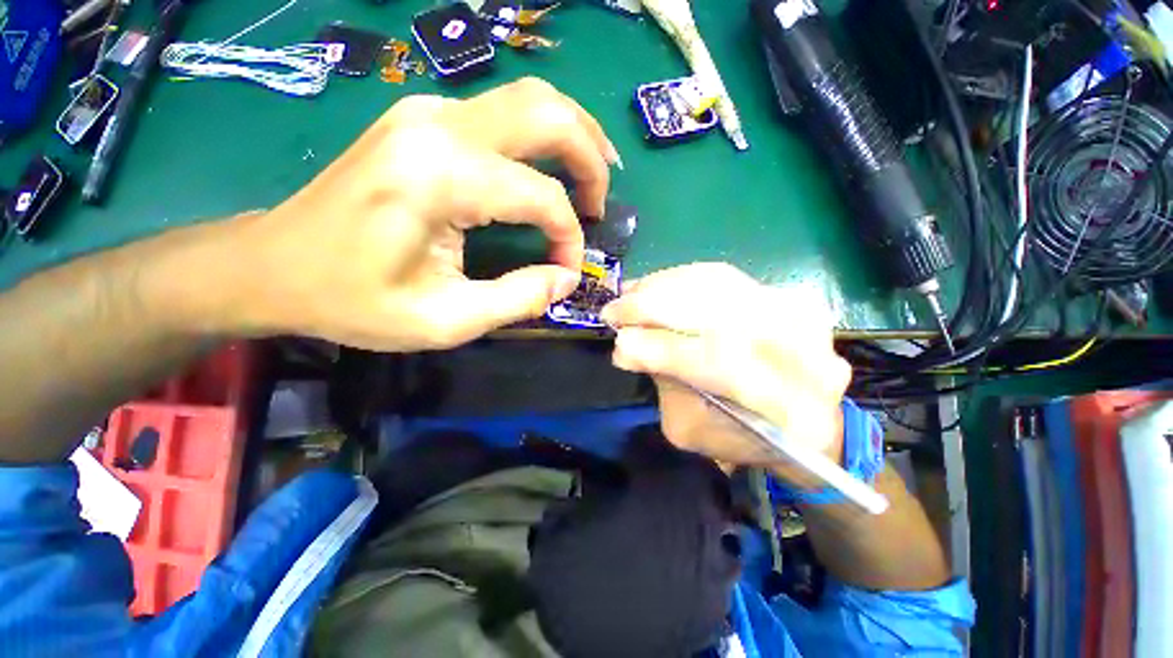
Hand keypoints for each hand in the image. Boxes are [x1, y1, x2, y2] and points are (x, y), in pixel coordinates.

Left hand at [229, 78, 618, 350]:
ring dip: (572, 137)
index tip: (566, 271)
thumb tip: (567, 278)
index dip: (567, 237)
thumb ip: (518, 299)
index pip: (539, 195)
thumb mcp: (444, 320)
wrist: (272, 265)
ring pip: (528, 101)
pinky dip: (540, 139)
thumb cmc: (352, 300)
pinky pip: (501, 114)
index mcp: (440, 176)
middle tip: (602, 201)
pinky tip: (549, 167)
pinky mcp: (423, 121)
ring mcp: (428, 113)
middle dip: (590, 157)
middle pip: (545, 113)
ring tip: (592, 178)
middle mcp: (438, 126)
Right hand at [601, 264, 850, 481]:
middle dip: (652, 309)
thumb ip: (663, 387)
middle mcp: (802, 351)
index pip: (714, 364)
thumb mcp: (692, 428)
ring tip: (629, 295)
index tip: (618, 342)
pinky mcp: (783, 292)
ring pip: (714, 285)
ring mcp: (797, 313)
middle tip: (613, 310)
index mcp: (785, 407)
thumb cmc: (739, 434)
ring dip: (661, 287)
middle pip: (714, 314)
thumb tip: (627, 344)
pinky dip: (680, 278)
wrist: (799, 414)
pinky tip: (654, 286)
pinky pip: (720, 275)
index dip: (659, 349)